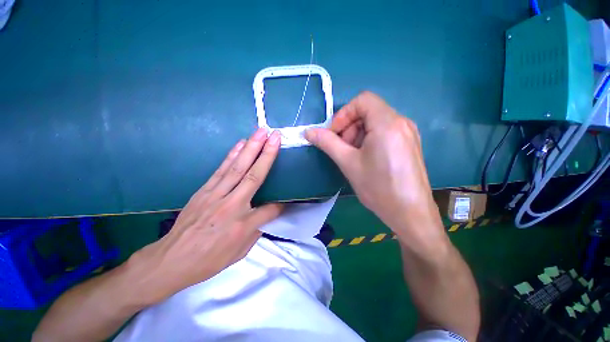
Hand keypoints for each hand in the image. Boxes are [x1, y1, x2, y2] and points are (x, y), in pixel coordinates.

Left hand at [127, 128, 283, 304]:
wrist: (171, 261)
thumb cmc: (209, 260)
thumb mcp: (240, 252)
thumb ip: (258, 229)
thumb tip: (269, 211)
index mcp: (242, 226)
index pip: (270, 209)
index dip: (281, 203)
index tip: (288, 197)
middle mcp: (231, 206)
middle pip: (254, 176)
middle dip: (266, 153)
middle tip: (275, 136)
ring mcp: (215, 195)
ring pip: (237, 167)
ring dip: (250, 148)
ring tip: (260, 132)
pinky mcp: (204, 190)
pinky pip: (221, 169)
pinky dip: (232, 154)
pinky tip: (240, 144)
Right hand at [305, 92, 442, 243]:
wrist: (410, 213)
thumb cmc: (378, 187)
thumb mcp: (348, 163)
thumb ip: (327, 143)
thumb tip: (308, 132)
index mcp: (388, 123)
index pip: (362, 100)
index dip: (343, 114)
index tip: (334, 134)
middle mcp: (401, 122)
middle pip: (368, 111)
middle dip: (350, 127)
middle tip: (343, 149)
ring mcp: (407, 133)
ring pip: (375, 122)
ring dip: (358, 134)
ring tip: (353, 156)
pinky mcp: (408, 143)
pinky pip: (384, 131)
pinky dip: (369, 139)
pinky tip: (366, 158)